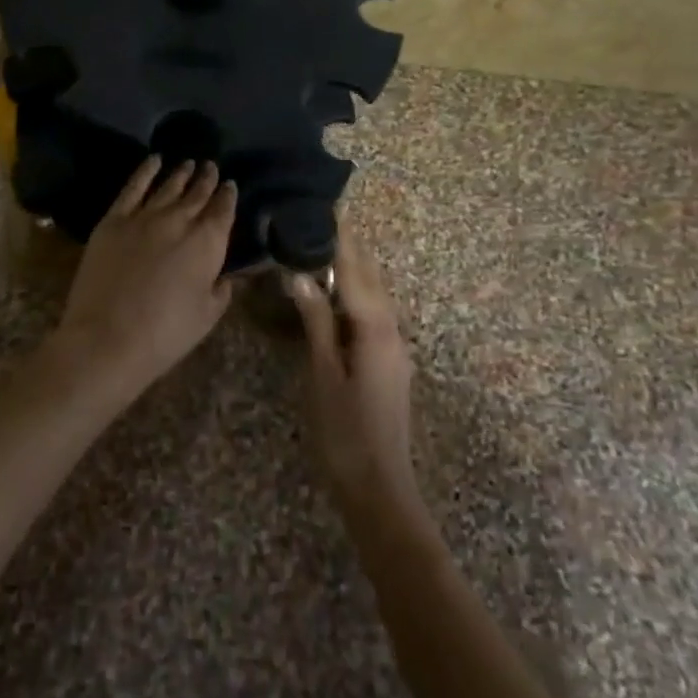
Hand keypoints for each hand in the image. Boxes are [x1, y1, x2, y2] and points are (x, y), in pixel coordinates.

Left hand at [55, 157, 236, 399]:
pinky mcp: (114, 219)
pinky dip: (145, 171)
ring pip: (168, 186)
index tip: (230, 184)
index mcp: (207, 243)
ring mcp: (144, 216)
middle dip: (206, 179)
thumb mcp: (207, 315)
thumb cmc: (166, 334)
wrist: (108, 337)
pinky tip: (153, 160)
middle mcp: (179, 220)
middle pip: (197, 193)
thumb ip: (221, 289)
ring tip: (188, 162)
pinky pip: (133, 187)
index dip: (228, 196)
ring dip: (180, 173)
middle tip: (211, 166)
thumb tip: (225, 275)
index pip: (223, 211)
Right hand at [288, 225, 422, 519]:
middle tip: (328, 219)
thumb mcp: (323, 374)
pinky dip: (358, 294)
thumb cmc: (345, 431)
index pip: (357, 272)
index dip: (343, 240)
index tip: (333, 207)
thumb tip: (301, 275)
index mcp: (376, 330)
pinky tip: (342, 295)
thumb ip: (316, 322)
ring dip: (357, 270)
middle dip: (353, 248)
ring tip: (332, 247)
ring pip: (377, 297)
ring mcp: (395, 350)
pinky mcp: (390, 365)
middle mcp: (393, 332)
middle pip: (373, 279)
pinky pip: (375, 315)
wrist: (380, 490)